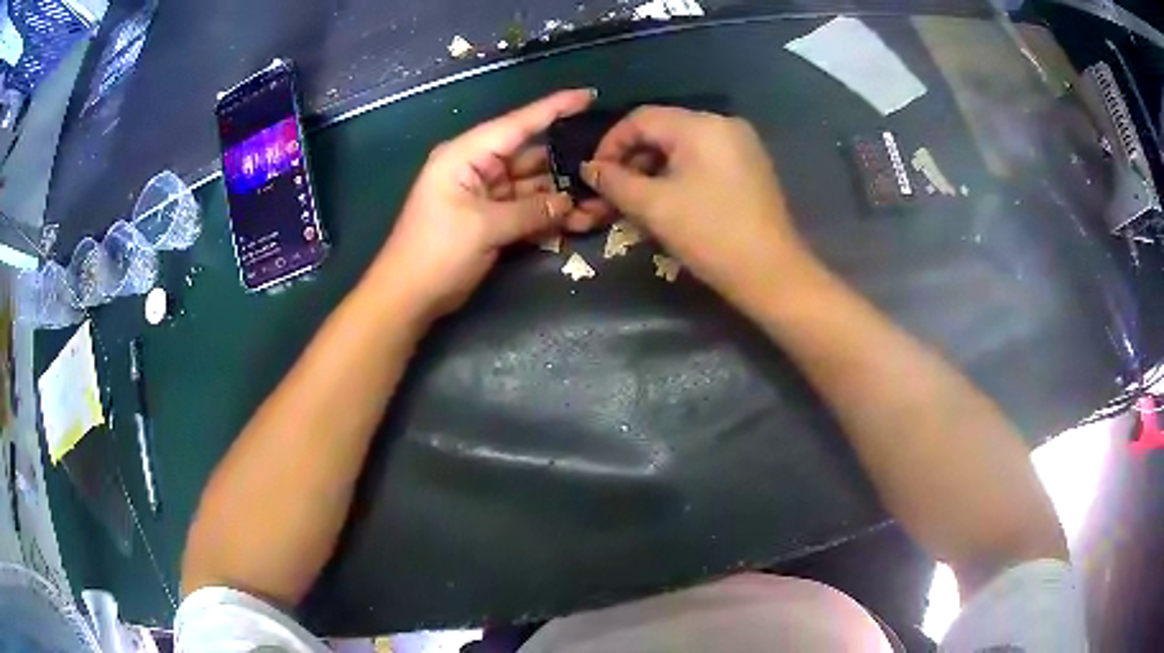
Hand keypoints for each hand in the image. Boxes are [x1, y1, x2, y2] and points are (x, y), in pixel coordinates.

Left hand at [371, 89, 595, 319]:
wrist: (408, 297)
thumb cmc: (435, 253)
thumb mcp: (483, 227)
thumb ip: (531, 211)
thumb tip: (569, 202)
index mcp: (467, 155)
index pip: (517, 124)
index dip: (554, 108)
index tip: (588, 96)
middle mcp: (478, 168)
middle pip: (531, 157)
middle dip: (567, 165)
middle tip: (607, 167)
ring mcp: (485, 195)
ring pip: (533, 186)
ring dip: (563, 195)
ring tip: (601, 201)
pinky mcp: (491, 219)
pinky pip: (526, 210)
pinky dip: (548, 216)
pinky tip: (579, 220)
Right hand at [581, 106, 815, 308]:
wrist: (771, 273)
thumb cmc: (710, 235)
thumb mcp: (653, 206)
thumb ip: (614, 181)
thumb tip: (589, 168)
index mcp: (701, 125)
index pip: (641, 118)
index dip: (610, 143)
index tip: (594, 175)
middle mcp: (724, 125)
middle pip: (663, 130)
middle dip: (633, 159)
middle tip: (614, 192)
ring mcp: (742, 145)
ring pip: (683, 146)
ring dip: (654, 169)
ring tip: (638, 201)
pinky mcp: (751, 167)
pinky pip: (704, 159)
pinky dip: (679, 174)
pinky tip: (670, 201)